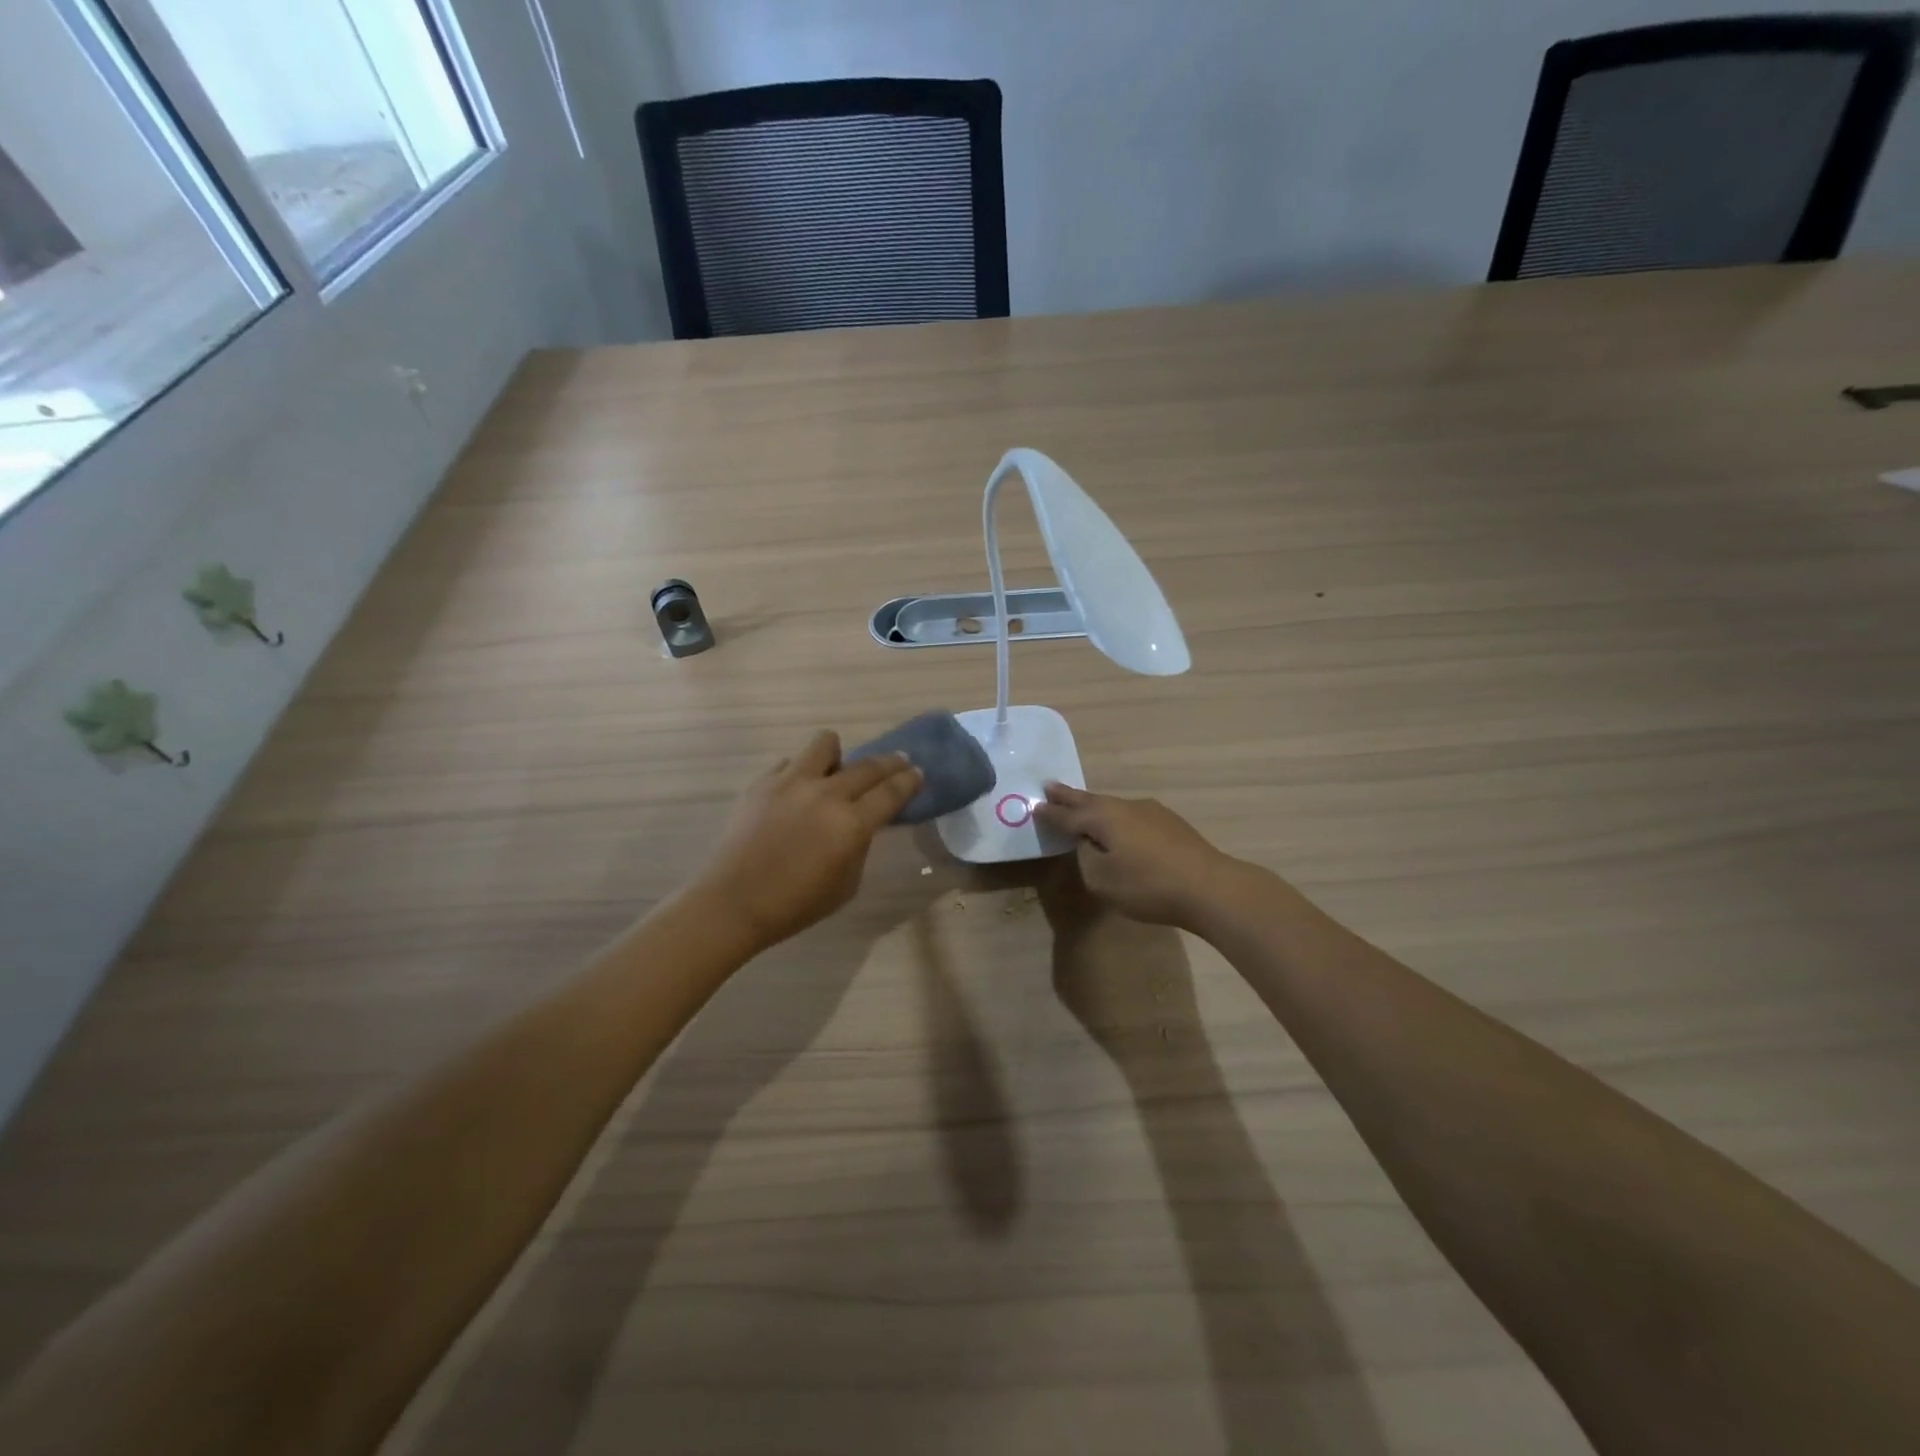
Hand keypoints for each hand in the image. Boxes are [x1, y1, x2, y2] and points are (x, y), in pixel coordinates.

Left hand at [694, 731, 923, 951]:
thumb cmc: (795, 905)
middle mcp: (825, 795)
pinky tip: (798, 792)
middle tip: (897, 762)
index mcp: (851, 825)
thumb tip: (860, 821)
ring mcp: (791, 782)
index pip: (891, 792)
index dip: (909, 781)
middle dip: (889, 763)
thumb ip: (859, 846)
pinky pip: (791, 763)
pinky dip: (802, 772)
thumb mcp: (846, 885)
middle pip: (868, 766)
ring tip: (836, 770)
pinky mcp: (763, 782)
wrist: (732, 902)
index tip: (918, 772)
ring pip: (826, 744)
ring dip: (840, 755)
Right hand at [1033, 783, 1237, 929]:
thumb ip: (1087, 858)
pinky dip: (1116, 817)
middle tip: (1050, 787)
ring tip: (1081, 805)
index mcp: (1104, 818)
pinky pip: (1132, 815)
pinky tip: (1120, 826)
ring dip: (1094, 806)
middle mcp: (1125, 807)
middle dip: (1069, 796)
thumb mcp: (1103, 880)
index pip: (1069, 815)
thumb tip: (1089, 843)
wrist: (1210, 887)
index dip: (1051, 814)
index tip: (1035, 807)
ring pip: (1113, 806)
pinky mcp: (1171, 824)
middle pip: (1090, 800)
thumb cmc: (1149, 885)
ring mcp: (1151, 812)